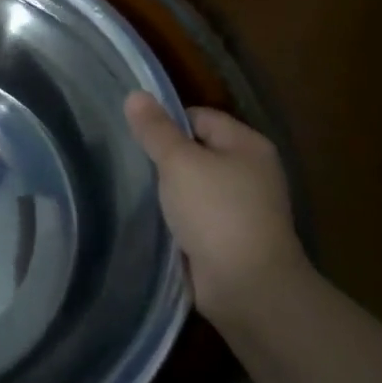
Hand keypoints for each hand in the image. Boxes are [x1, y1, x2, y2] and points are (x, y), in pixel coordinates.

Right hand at [125, 93, 307, 326]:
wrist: (248, 287)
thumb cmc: (217, 213)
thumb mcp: (179, 163)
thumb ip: (156, 130)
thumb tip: (135, 94)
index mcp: (248, 145)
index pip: (199, 117)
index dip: (166, 124)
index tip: (134, 137)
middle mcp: (251, 172)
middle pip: (197, 151)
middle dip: (164, 158)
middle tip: (130, 163)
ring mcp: (243, 208)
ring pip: (194, 186)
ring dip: (169, 191)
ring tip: (136, 190)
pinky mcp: (231, 239)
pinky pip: (196, 216)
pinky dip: (178, 218)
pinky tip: (154, 220)